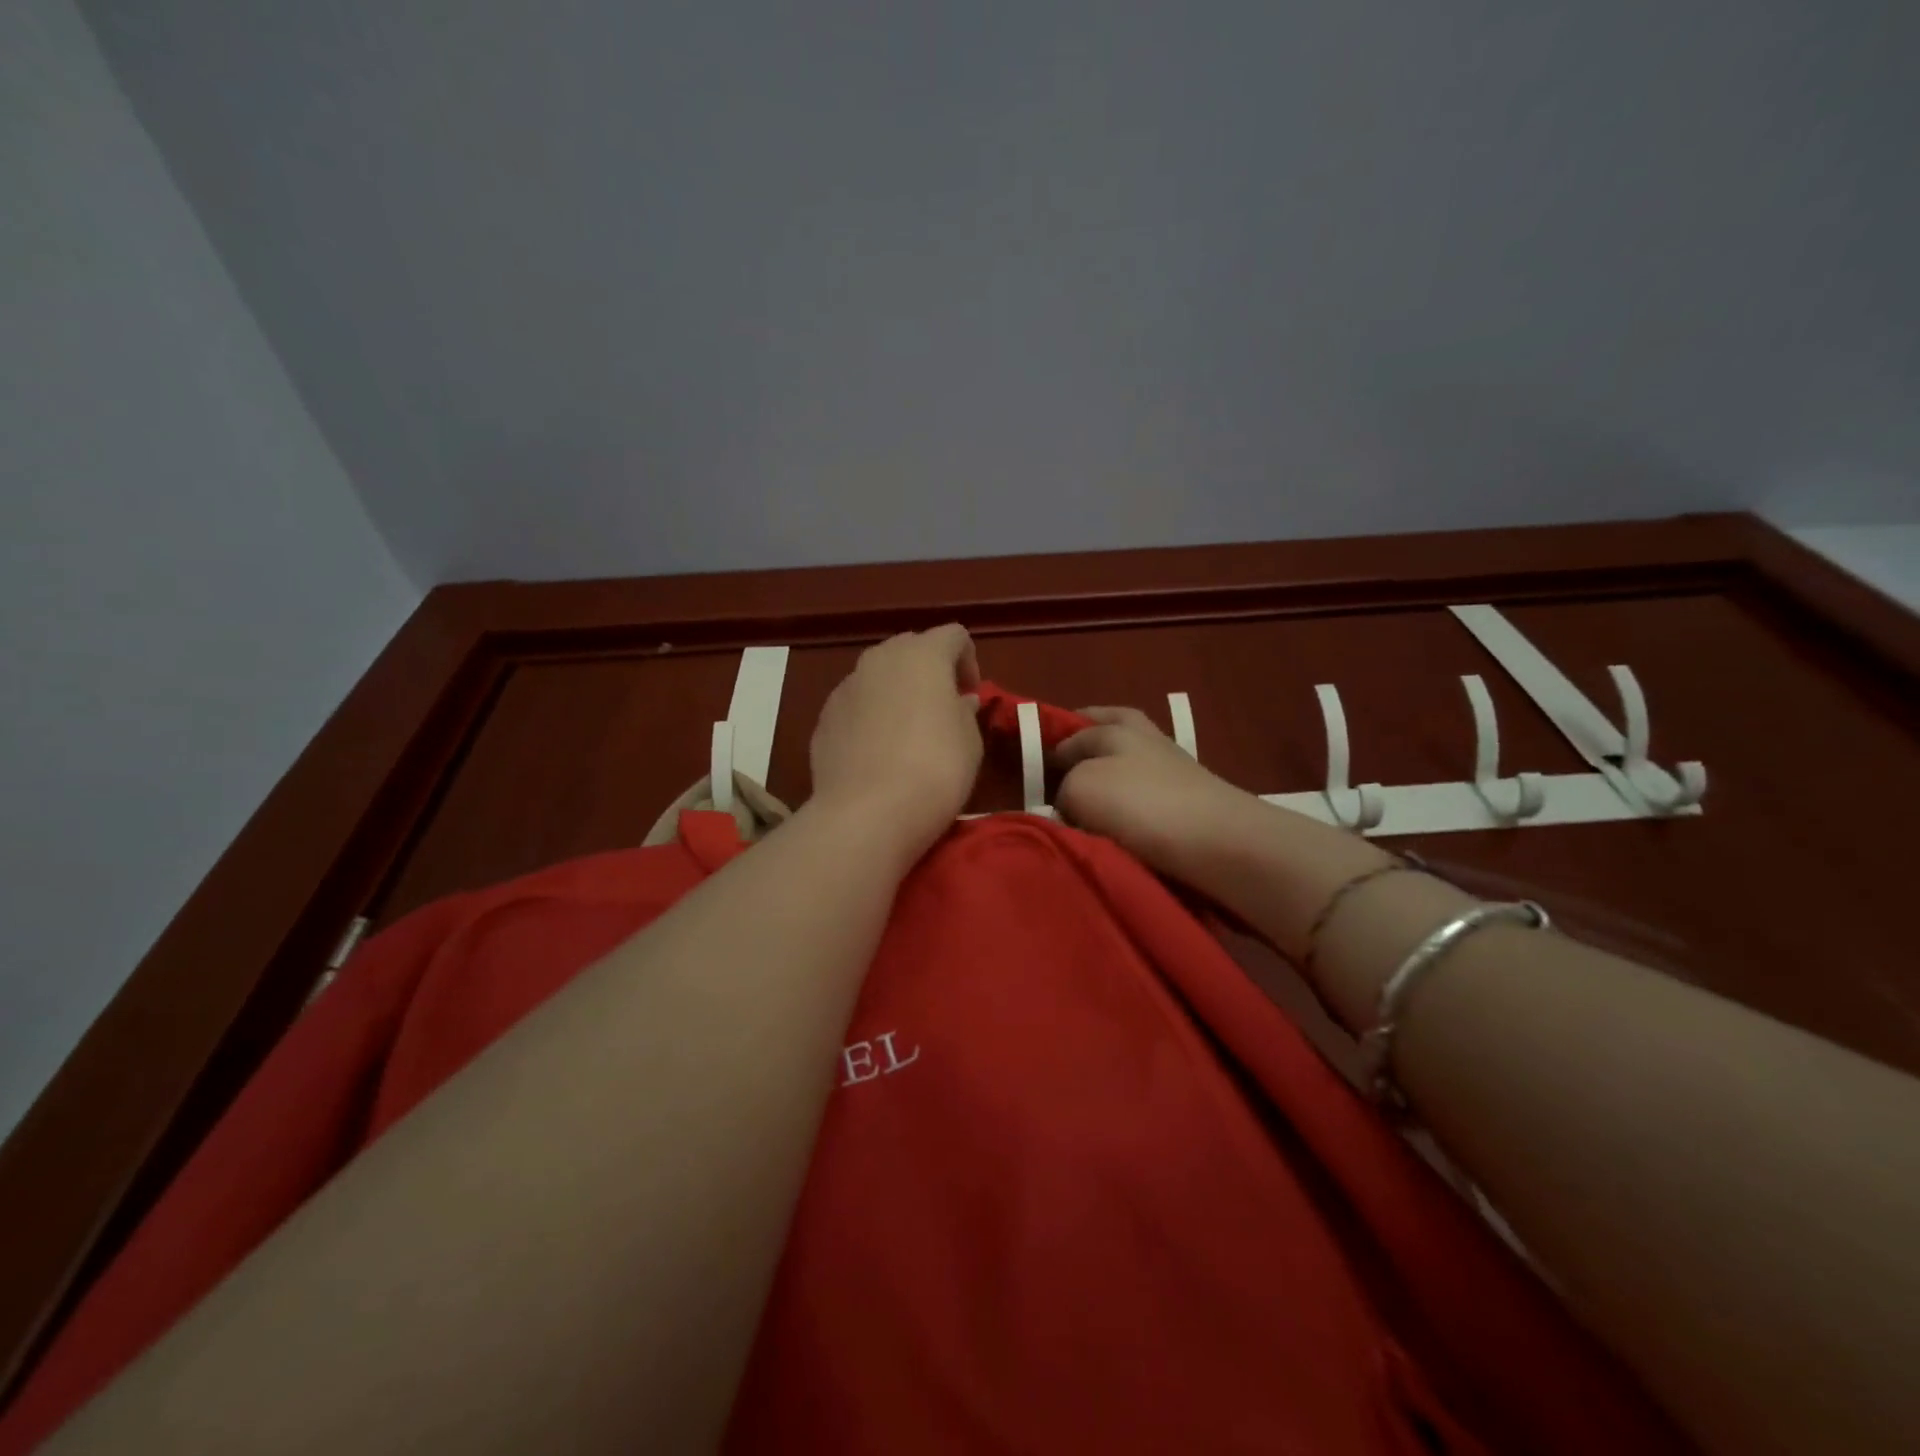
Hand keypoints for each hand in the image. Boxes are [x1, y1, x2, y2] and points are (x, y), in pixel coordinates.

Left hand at [809, 625, 983, 861]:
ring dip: (897, 692)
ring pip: (878, 676)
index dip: (969, 661)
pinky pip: (856, 705)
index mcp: (922, 654)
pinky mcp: (824, 717)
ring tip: (908, 733)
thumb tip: (959, 700)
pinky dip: (871, 716)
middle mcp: (879, 658)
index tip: (971, 696)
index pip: (954, 635)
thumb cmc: (935, 770)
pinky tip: (878, 753)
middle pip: (911, 648)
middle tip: (943, 709)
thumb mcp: (970, 741)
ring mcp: (846, 687)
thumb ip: (965, 710)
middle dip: (929, 671)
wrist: (867, 813)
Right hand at [1054, 707, 1255, 875]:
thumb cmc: (1140, 804)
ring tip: (1085, 809)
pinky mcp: (1191, 803)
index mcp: (1118, 726)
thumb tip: (1072, 800)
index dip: (1052, 742)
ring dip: (1109, 779)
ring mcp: (1175, 771)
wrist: (1219, 843)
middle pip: (1112, 731)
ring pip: (1131, 765)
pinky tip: (1116, 828)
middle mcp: (1148, 740)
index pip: (1076, 726)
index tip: (1033, 768)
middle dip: (1087, 745)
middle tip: (1063, 771)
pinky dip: (1130, 807)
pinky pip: (1147, 798)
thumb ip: (1065, 786)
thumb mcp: (1080, 787)